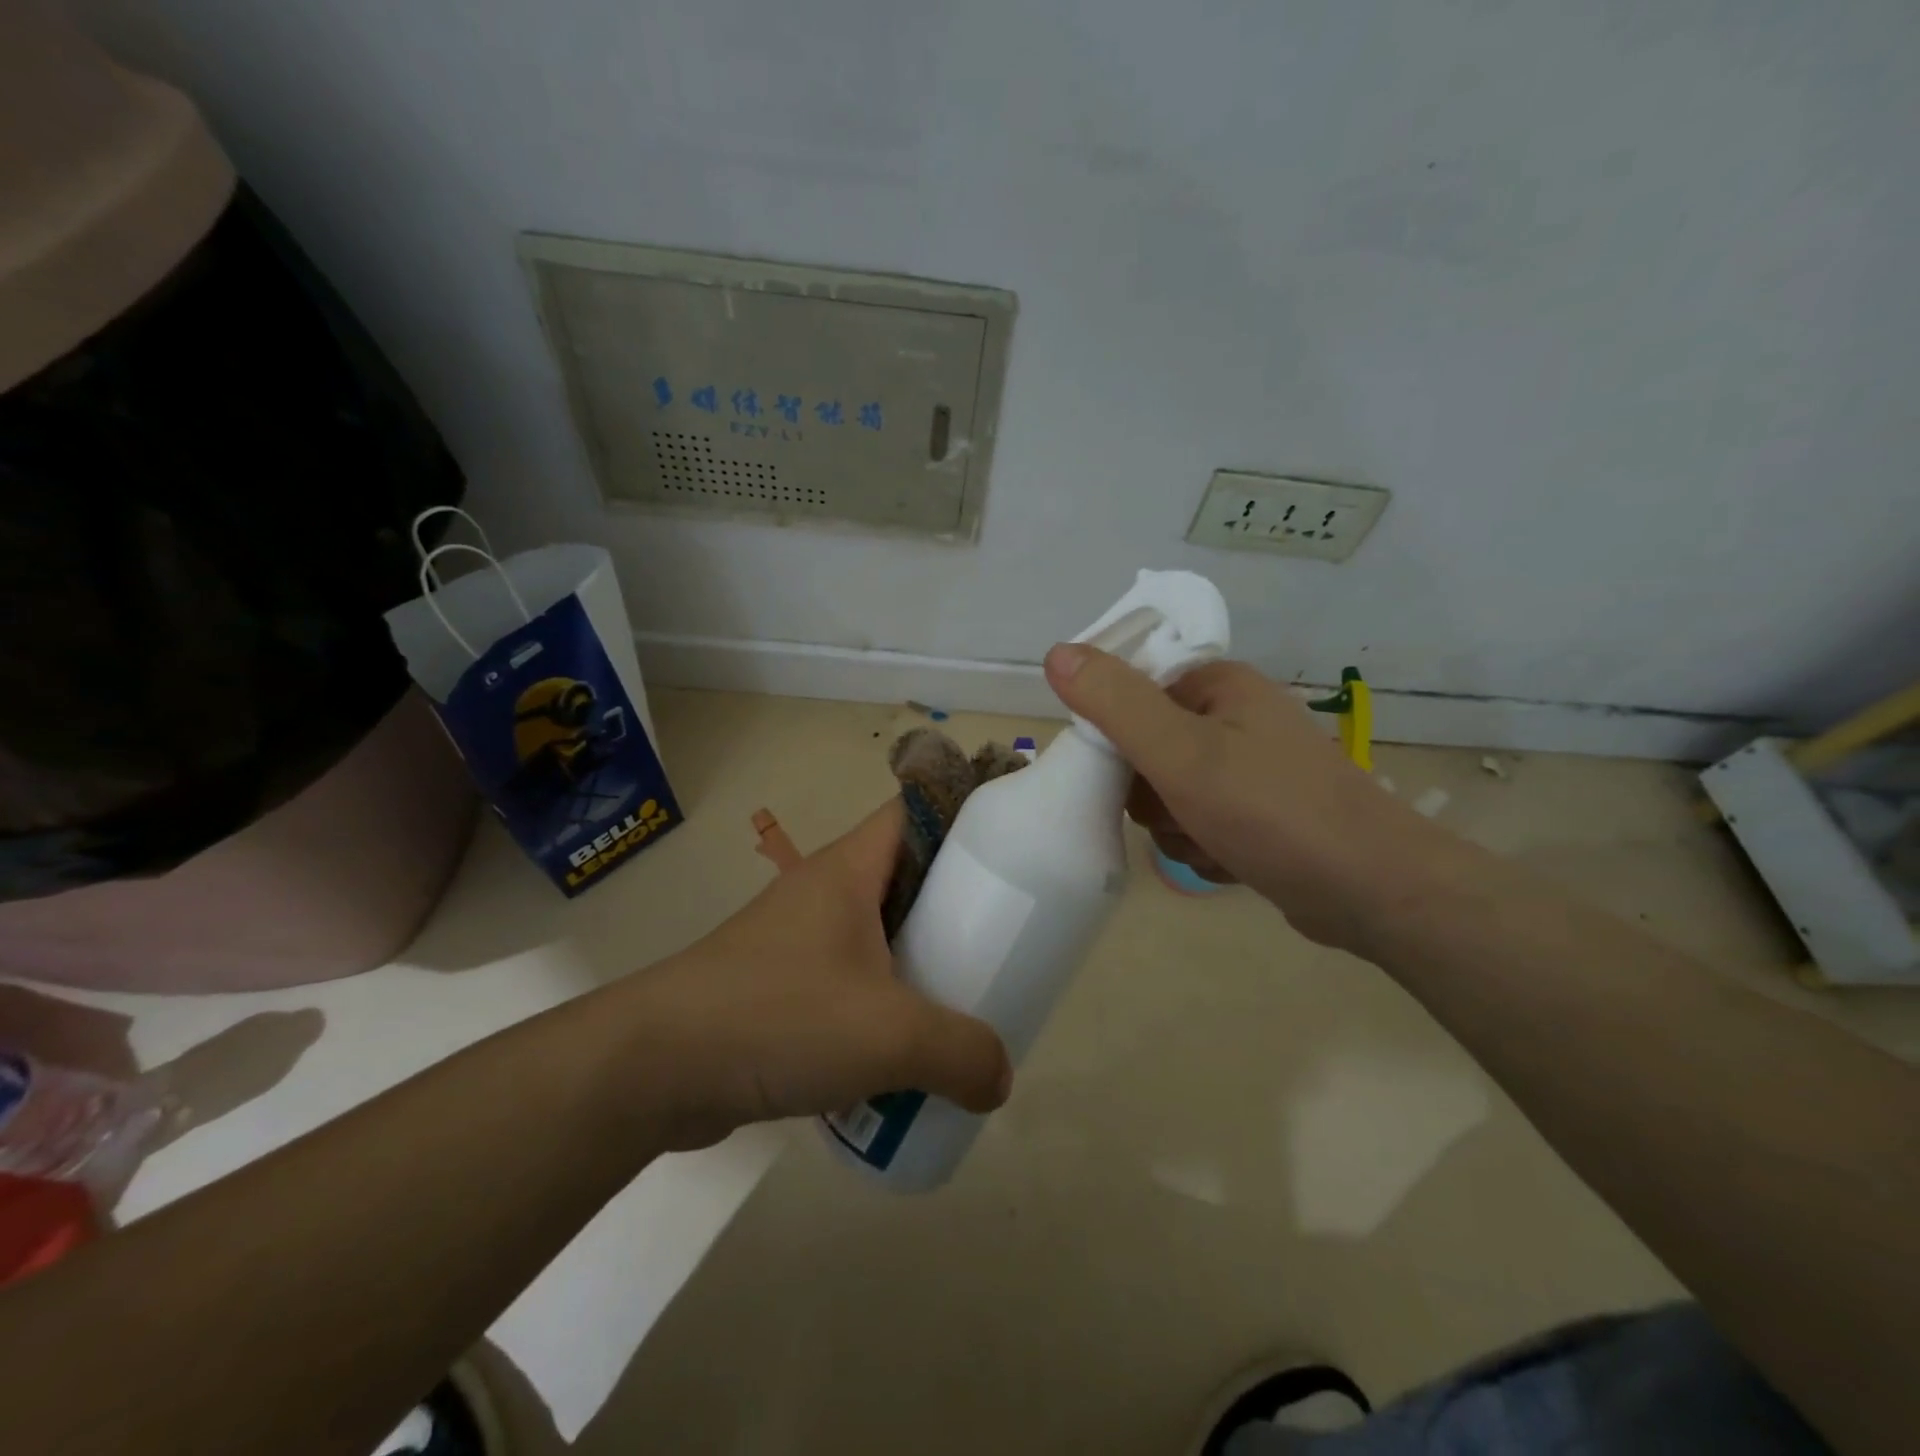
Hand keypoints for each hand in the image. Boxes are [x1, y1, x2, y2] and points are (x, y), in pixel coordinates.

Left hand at [621, 801, 1011, 1149]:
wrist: (652, 1068)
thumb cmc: (777, 1016)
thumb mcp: (887, 1034)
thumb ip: (960, 1053)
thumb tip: (1000, 1078)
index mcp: (848, 869)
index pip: (915, 811)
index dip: (964, 818)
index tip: (1011, 853)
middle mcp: (824, 893)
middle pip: (906, 877)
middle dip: (955, 905)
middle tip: (1002, 942)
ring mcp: (798, 940)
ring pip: (878, 935)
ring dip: (918, 963)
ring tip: (964, 1001)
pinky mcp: (780, 988)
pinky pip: (850, 982)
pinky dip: (882, 1005)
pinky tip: (903, 1052)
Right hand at [1043, 644, 1434, 947]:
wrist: (1372, 892)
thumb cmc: (1273, 811)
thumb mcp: (1181, 754)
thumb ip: (1116, 704)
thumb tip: (1056, 652)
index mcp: (1216, 685)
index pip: (1130, 692)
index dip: (1115, 735)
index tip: (1126, 772)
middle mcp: (1232, 718)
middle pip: (1143, 750)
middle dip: (1150, 794)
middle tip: (1177, 811)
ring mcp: (1246, 768)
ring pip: (1166, 795)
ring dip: (1175, 827)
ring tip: (1210, 842)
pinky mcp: (1255, 813)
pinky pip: (1196, 823)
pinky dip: (1201, 846)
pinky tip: (1227, 861)